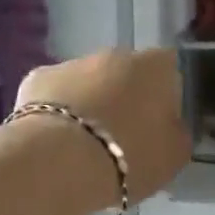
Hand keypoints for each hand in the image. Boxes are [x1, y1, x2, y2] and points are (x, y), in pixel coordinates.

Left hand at [16, 48, 191, 205]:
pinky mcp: (38, 78)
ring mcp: (73, 62)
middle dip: (124, 97)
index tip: (161, 122)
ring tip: (85, 144)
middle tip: (123, 136)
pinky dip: (56, 111)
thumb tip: (170, 124)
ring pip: (88, 81)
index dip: (166, 94)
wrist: (61, 160)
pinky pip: (54, 94)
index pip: (170, 68)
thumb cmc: (130, 156)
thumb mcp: (174, 155)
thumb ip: (176, 132)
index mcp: (156, 66)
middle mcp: (116, 54)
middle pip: (126, 72)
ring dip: (90, 103)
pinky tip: (54, 140)